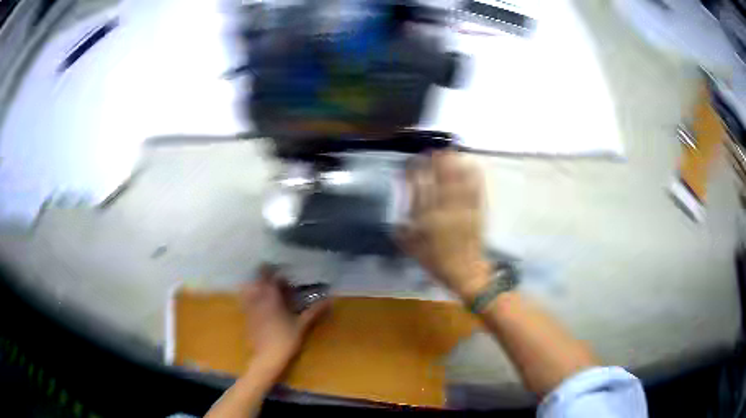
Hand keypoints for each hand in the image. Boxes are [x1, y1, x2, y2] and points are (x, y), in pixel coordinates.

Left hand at [241, 264, 329, 378]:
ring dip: (256, 285)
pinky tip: (259, 303)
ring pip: (248, 289)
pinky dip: (251, 297)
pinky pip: (246, 300)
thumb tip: (330, 299)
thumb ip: (314, 311)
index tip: (282, 272)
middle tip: (276, 279)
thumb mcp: (302, 325)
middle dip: (265, 276)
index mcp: (271, 298)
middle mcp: (258, 299)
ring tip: (266, 288)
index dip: (274, 272)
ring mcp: (250, 308)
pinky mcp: (247, 317)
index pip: (269, 277)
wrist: (267, 357)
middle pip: (257, 281)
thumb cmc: (286, 339)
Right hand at [398, 151, 490, 299]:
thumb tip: (398, 211)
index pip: (419, 188)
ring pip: (458, 181)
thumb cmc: (436, 261)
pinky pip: (476, 190)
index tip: (412, 161)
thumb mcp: (412, 247)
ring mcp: (463, 209)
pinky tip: (472, 165)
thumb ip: (402, 228)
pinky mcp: (477, 211)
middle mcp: (445, 210)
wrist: (464, 272)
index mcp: (427, 218)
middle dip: (436, 161)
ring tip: (450, 151)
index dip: (415, 172)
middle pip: (440, 179)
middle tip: (433, 150)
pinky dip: (474, 176)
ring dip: (454, 164)